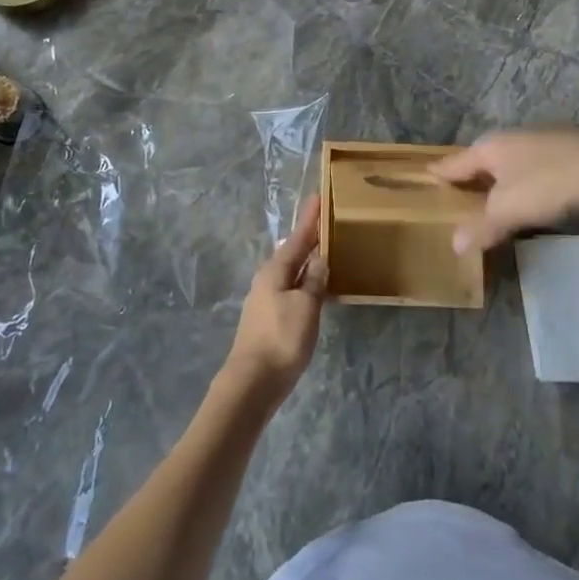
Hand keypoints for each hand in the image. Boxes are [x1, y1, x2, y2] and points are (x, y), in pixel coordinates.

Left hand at [220, 198, 327, 408]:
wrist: (252, 383)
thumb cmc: (281, 339)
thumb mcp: (305, 307)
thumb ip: (314, 281)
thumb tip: (319, 259)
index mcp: (275, 270)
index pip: (297, 237)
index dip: (310, 218)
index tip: (318, 196)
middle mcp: (267, 279)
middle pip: (292, 252)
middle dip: (308, 237)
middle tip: (326, 221)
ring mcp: (265, 300)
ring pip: (291, 271)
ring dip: (307, 260)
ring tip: (324, 250)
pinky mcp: (268, 319)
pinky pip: (290, 289)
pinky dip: (304, 281)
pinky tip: (314, 287)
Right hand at [431, 129, 578, 253]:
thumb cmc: (545, 185)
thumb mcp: (508, 212)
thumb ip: (481, 227)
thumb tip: (454, 244)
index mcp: (489, 148)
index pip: (456, 162)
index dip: (441, 172)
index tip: (428, 173)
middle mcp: (510, 137)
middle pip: (483, 157)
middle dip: (472, 172)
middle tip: (461, 188)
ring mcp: (539, 138)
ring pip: (510, 157)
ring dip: (501, 173)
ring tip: (496, 191)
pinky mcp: (565, 146)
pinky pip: (533, 160)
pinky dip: (525, 174)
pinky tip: (534, 187)